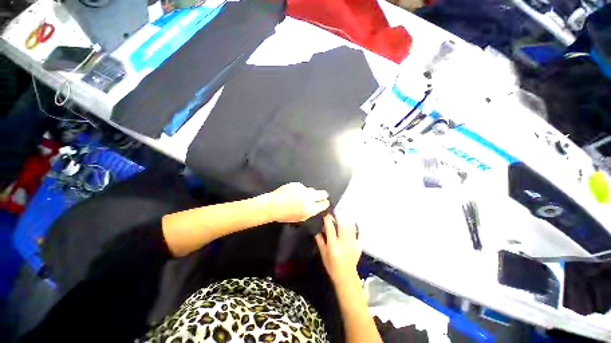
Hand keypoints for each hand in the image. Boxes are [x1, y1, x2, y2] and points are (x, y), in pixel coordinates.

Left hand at [267, 182, 329, 222]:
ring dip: (310, 193)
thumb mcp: (300, 218)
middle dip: (323, 195)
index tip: (325, 202)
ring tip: (302, 196)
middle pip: (322, 193)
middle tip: (322, 196)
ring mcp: (303, 189)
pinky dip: (300, 190)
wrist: (273, 205)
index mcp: (310, 208)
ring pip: (311, 190)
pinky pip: (302, 187)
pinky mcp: (297, 184)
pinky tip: (293, 193)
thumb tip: (316, 207)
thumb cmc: (285, 215)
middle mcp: (309, 197)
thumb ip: (310, 212)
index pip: (324, 204)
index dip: (325, 203)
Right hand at [315, 214, 361, 284]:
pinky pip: (360, 233)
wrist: (345, 277)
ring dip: (346, 219)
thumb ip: (320, 240)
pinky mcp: (359, 246)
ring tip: (343, 216)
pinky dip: (358, 227)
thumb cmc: (332, 266)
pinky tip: (354, 223)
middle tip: (335, 212)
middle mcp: (343, 243)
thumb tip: (317, 229)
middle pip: (342, 225)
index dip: (328, 219)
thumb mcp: (323, 254)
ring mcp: (353, 244)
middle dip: (338, 216)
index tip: (326, 215)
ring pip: (351, 227)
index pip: (330, 228)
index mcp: (333, 246)